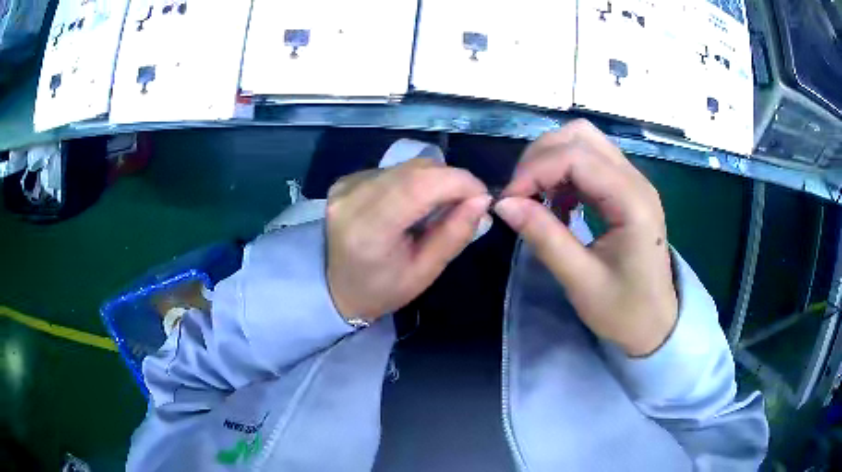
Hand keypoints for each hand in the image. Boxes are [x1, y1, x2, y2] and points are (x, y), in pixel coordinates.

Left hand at [326, 159, 490, 320]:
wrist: (337, 288)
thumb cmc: (383, 289)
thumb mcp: (426, 272)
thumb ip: (455, 234)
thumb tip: (482, 199)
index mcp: (369, 229)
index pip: (420, 185)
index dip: (459, 182)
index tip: (482, 196)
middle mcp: (352, 198)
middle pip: (415, 169)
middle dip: (451, 180)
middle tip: (466, 203)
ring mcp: (346, 186)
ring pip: (406, 166)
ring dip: (433, 180)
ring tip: (437, 208)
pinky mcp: (346, 180)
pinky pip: (393, 170)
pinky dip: (413, 181)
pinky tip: (411, 205)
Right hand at [494, 120, 676, 356]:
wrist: (655, 324)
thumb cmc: (623, 310)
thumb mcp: (580, 280)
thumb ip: (544, 237)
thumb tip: (503, 204)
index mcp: (632, 201)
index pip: (576, 157)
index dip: (535, 170)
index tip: (508, 201)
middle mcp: (635, 180)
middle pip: (580, 136)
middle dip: (541, 157)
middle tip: (520, 194)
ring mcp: (633, 183)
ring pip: (584, 143)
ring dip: (552, 161)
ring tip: (535, 197)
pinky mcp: (626, 191)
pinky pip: (590, 162)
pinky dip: (564, 173)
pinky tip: (558, 204)